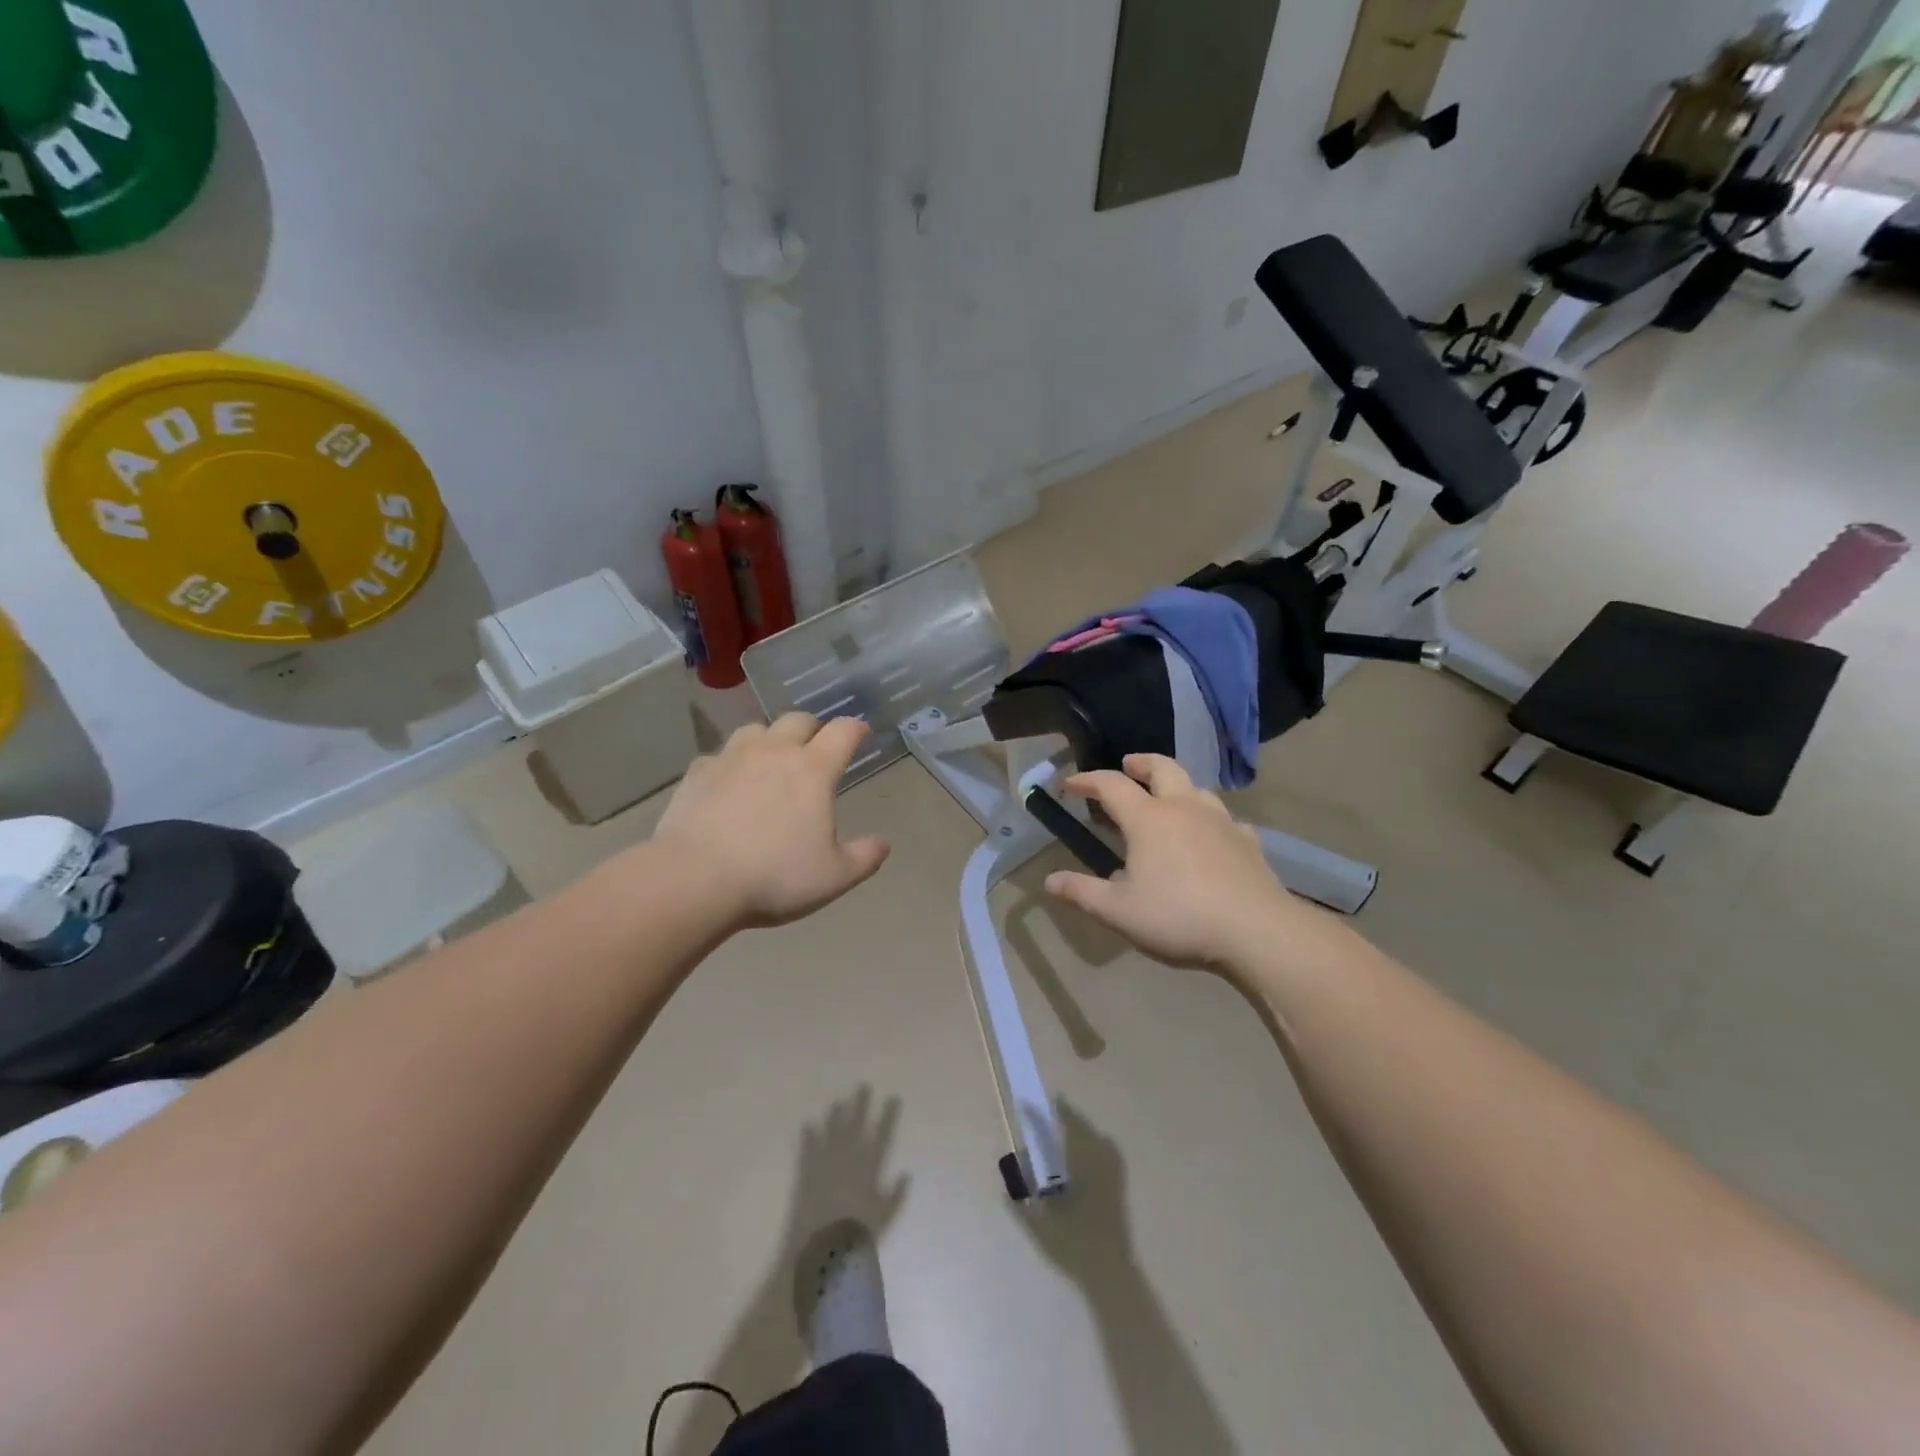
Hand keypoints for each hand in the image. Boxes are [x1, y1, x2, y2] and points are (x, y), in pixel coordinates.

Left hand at [652, 714, 890, 929]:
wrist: (695, 879)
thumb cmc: (774, 876)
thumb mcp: (834, 876)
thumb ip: (864, 857)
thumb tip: (882, 843)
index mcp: (813, 769)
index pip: (843, 731)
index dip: (856, 729)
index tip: (861, 734)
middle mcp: (774, 751)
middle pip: (799, 719)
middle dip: (814, 728)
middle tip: (817, 747)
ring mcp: (732, 757)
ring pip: (756, 729)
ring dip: (771, 738)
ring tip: (771, 759)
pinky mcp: (697, 773)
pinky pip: (719, 755)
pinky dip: (731, 763)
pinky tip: (728, 783)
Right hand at [1043, 755, 1330, 974]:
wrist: (1256, 931)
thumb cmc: (1178, 916)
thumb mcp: (1118, 911)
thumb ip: (1082, 892)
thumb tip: (1050, 881)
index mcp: (1148, 819)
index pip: (1111, 785)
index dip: (1087, 780)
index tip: (1070, 785)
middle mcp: (1184, 808)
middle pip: (1162, 767)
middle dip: (1140, 763)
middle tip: (1128, 766)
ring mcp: (1222, 821)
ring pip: (1197, 788)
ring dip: (1177, 786)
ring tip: (1167, 801)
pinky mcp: (1248, 842)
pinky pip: (1226, 820)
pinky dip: (1210, 820)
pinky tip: (1211, 837)